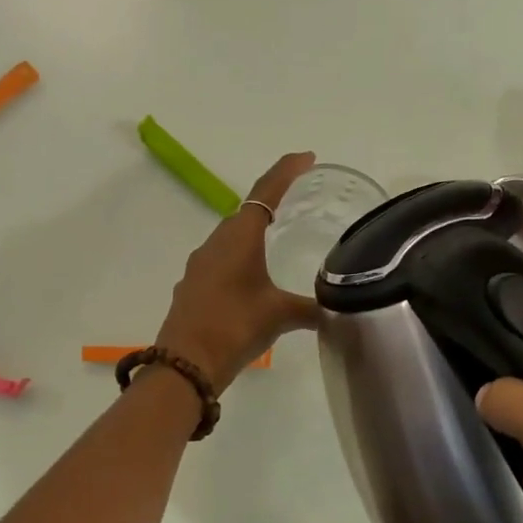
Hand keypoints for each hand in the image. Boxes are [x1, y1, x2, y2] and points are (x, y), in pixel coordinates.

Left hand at [153, 153, 320, 387]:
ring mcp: (198, 266)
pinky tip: (249, 281)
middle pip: (245, 213)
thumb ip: (311, 308)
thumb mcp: (280, 316)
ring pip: (229, 239)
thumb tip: (336, 309)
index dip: (286, 172)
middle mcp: (215, 243)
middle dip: (270, 203)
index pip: (265, 192)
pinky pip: (219, 261)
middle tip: (296, 202)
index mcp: (239, 237)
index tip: (307, 158)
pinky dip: (238, 260)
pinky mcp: (191, 287)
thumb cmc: (235, 327)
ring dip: (251, 234)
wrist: (186, 364)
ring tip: (276, 242)